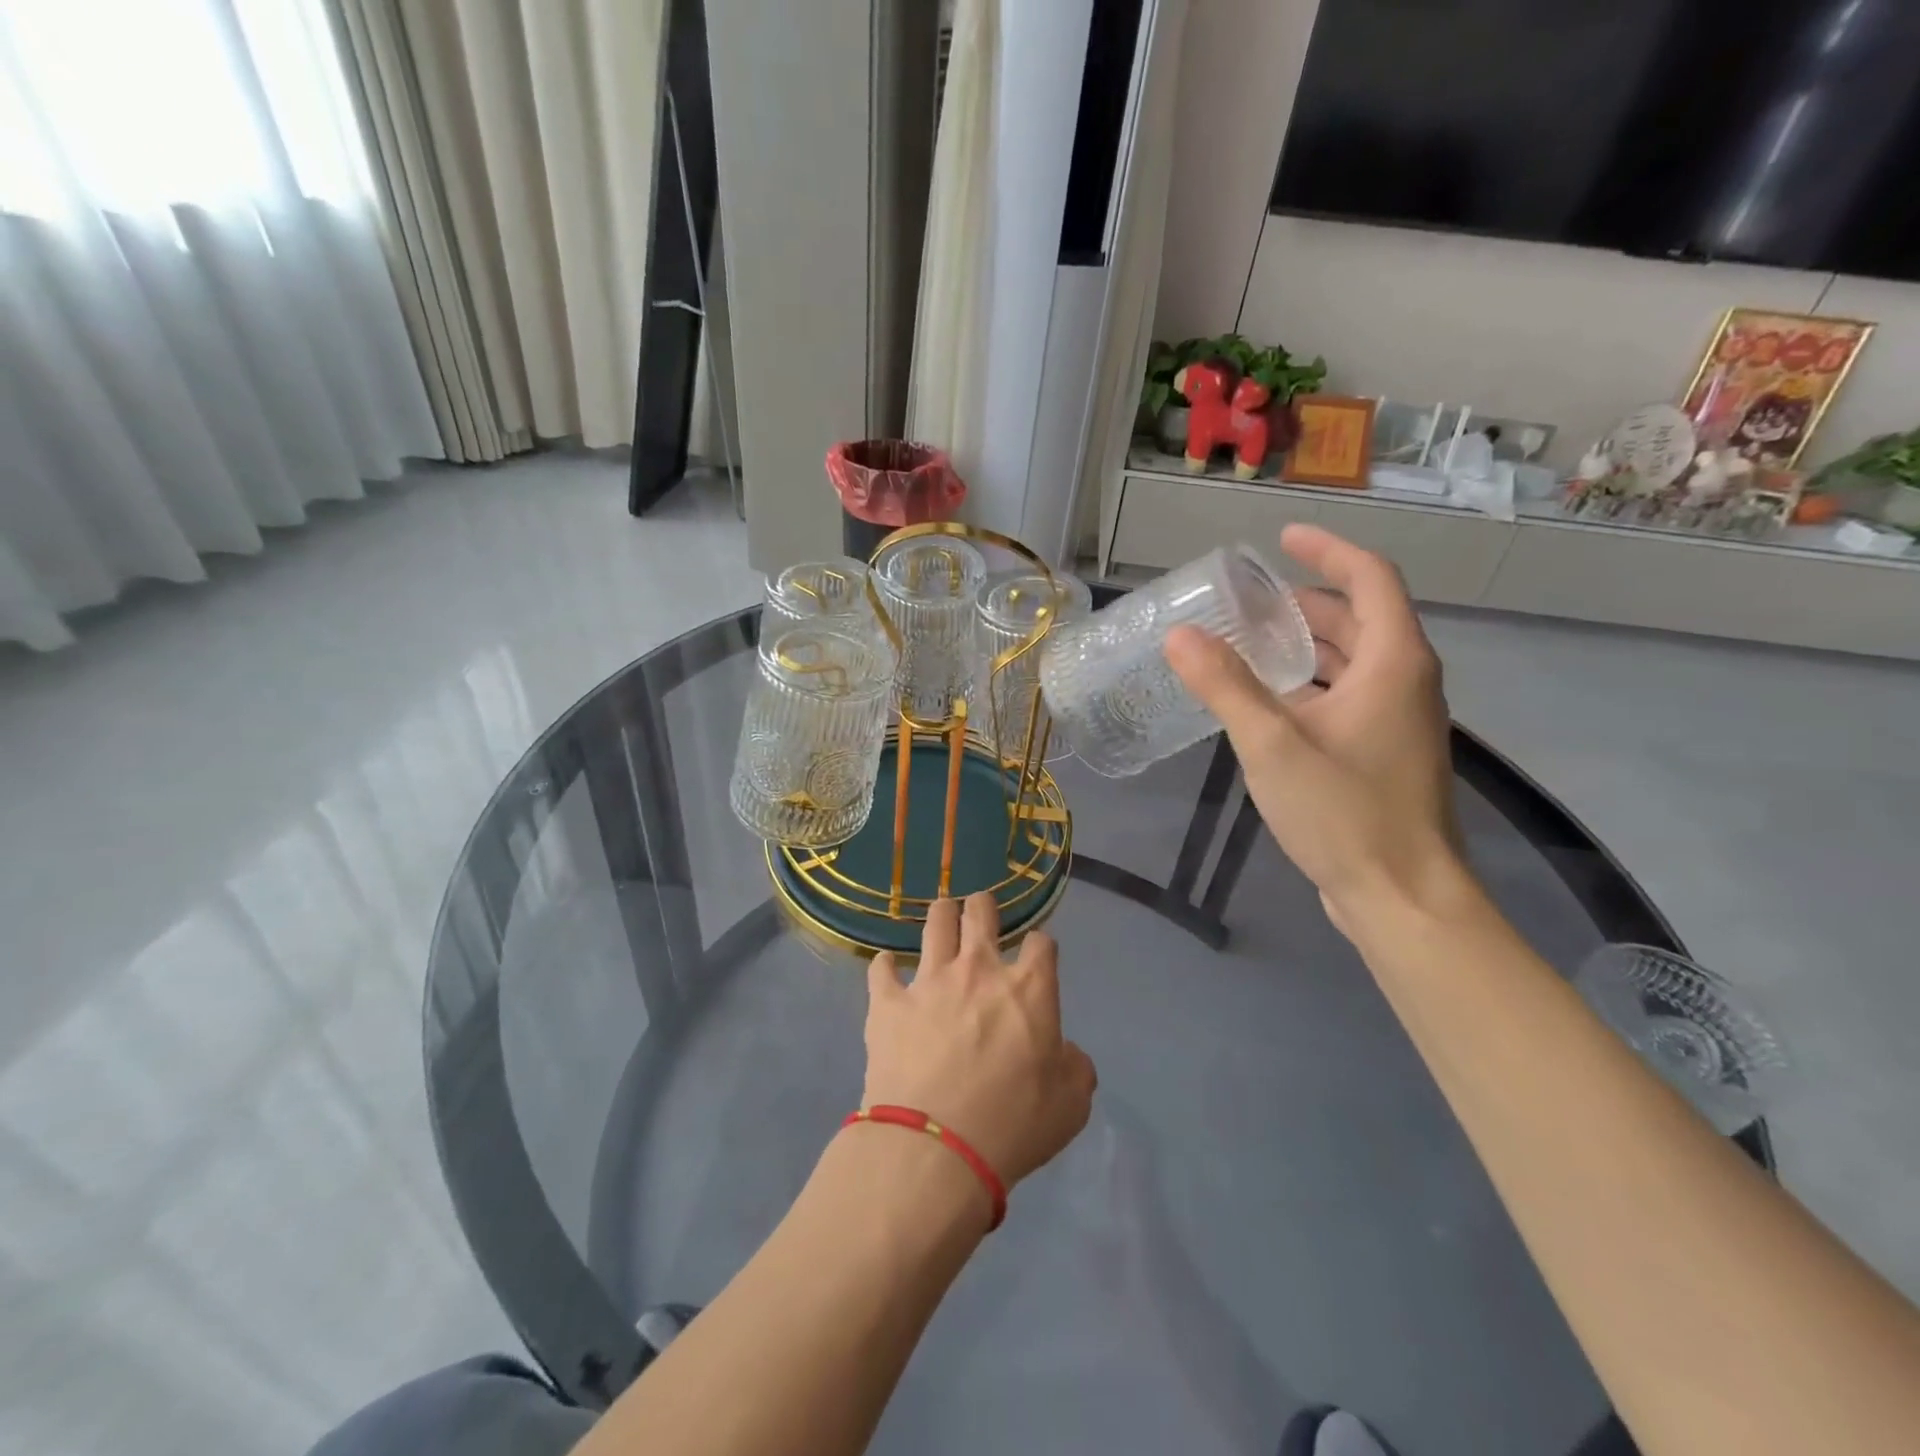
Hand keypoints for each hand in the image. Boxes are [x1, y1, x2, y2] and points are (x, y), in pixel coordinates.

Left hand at [862, 894, 1096, 1190]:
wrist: (935, 1147)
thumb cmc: (1013, 1125)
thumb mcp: (1070, 1105)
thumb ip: (1075, 1068)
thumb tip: (1066, 1053)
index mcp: (1028, 989)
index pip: (1042, 943)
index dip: (1042, 946)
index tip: (1038, 956)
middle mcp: (978, 970)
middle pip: (981, 912)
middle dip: (983, 906)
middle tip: (981, 911)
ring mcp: (929, 981)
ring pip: (935, 923)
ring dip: (941, 916)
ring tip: (942, 917)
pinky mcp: (888, 1002)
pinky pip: (882, 969)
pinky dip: (886, 967)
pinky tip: (887, 969)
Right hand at [1165, 524, 1464, 927]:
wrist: (1401, 896)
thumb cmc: (1345, 813)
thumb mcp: (1274, 744)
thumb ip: (1226, 686)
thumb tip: (1180, 635)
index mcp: (1394, 663)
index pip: (1369, 579)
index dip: (1327, 550)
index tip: (1282, 538)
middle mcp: (1405, 681)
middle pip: (1358, 619)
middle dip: (1304, 602)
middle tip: (1246, 601)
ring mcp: (1397, 720)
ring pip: (1352, 661)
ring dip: (1305, 645)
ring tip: (1247, 643)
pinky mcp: (1383, 752)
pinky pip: (1347, 695)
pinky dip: (1309, 683)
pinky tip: (1266, 702)